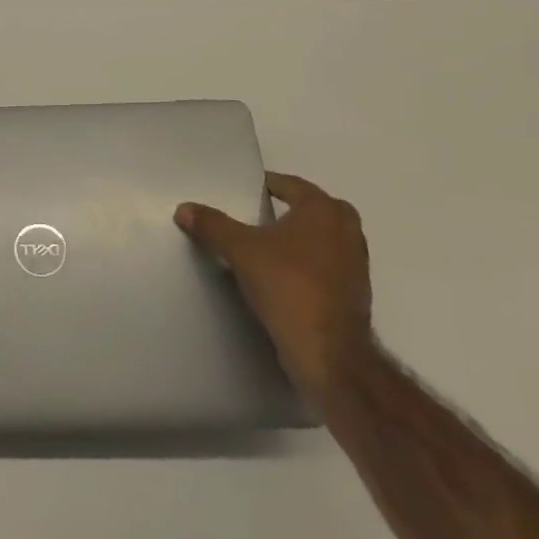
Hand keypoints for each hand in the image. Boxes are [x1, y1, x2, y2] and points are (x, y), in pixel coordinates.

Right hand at [176, 172, 373, 404]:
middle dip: (284, 211)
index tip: (243, 191)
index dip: (265, 185)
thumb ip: (212, 225)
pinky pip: (324, 265)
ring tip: (263, 246)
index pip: (290, 185)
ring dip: (295, 239)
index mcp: (324, 209)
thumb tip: (183, 208)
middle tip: (253, 216)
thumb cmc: (288, 286)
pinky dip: (305, 264)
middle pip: (309, 209)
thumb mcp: (240, 250)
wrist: (329, 353)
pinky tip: (280, 276)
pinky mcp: (354, 292)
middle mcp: (347, 229)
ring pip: (319, 239)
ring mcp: (356, 263)